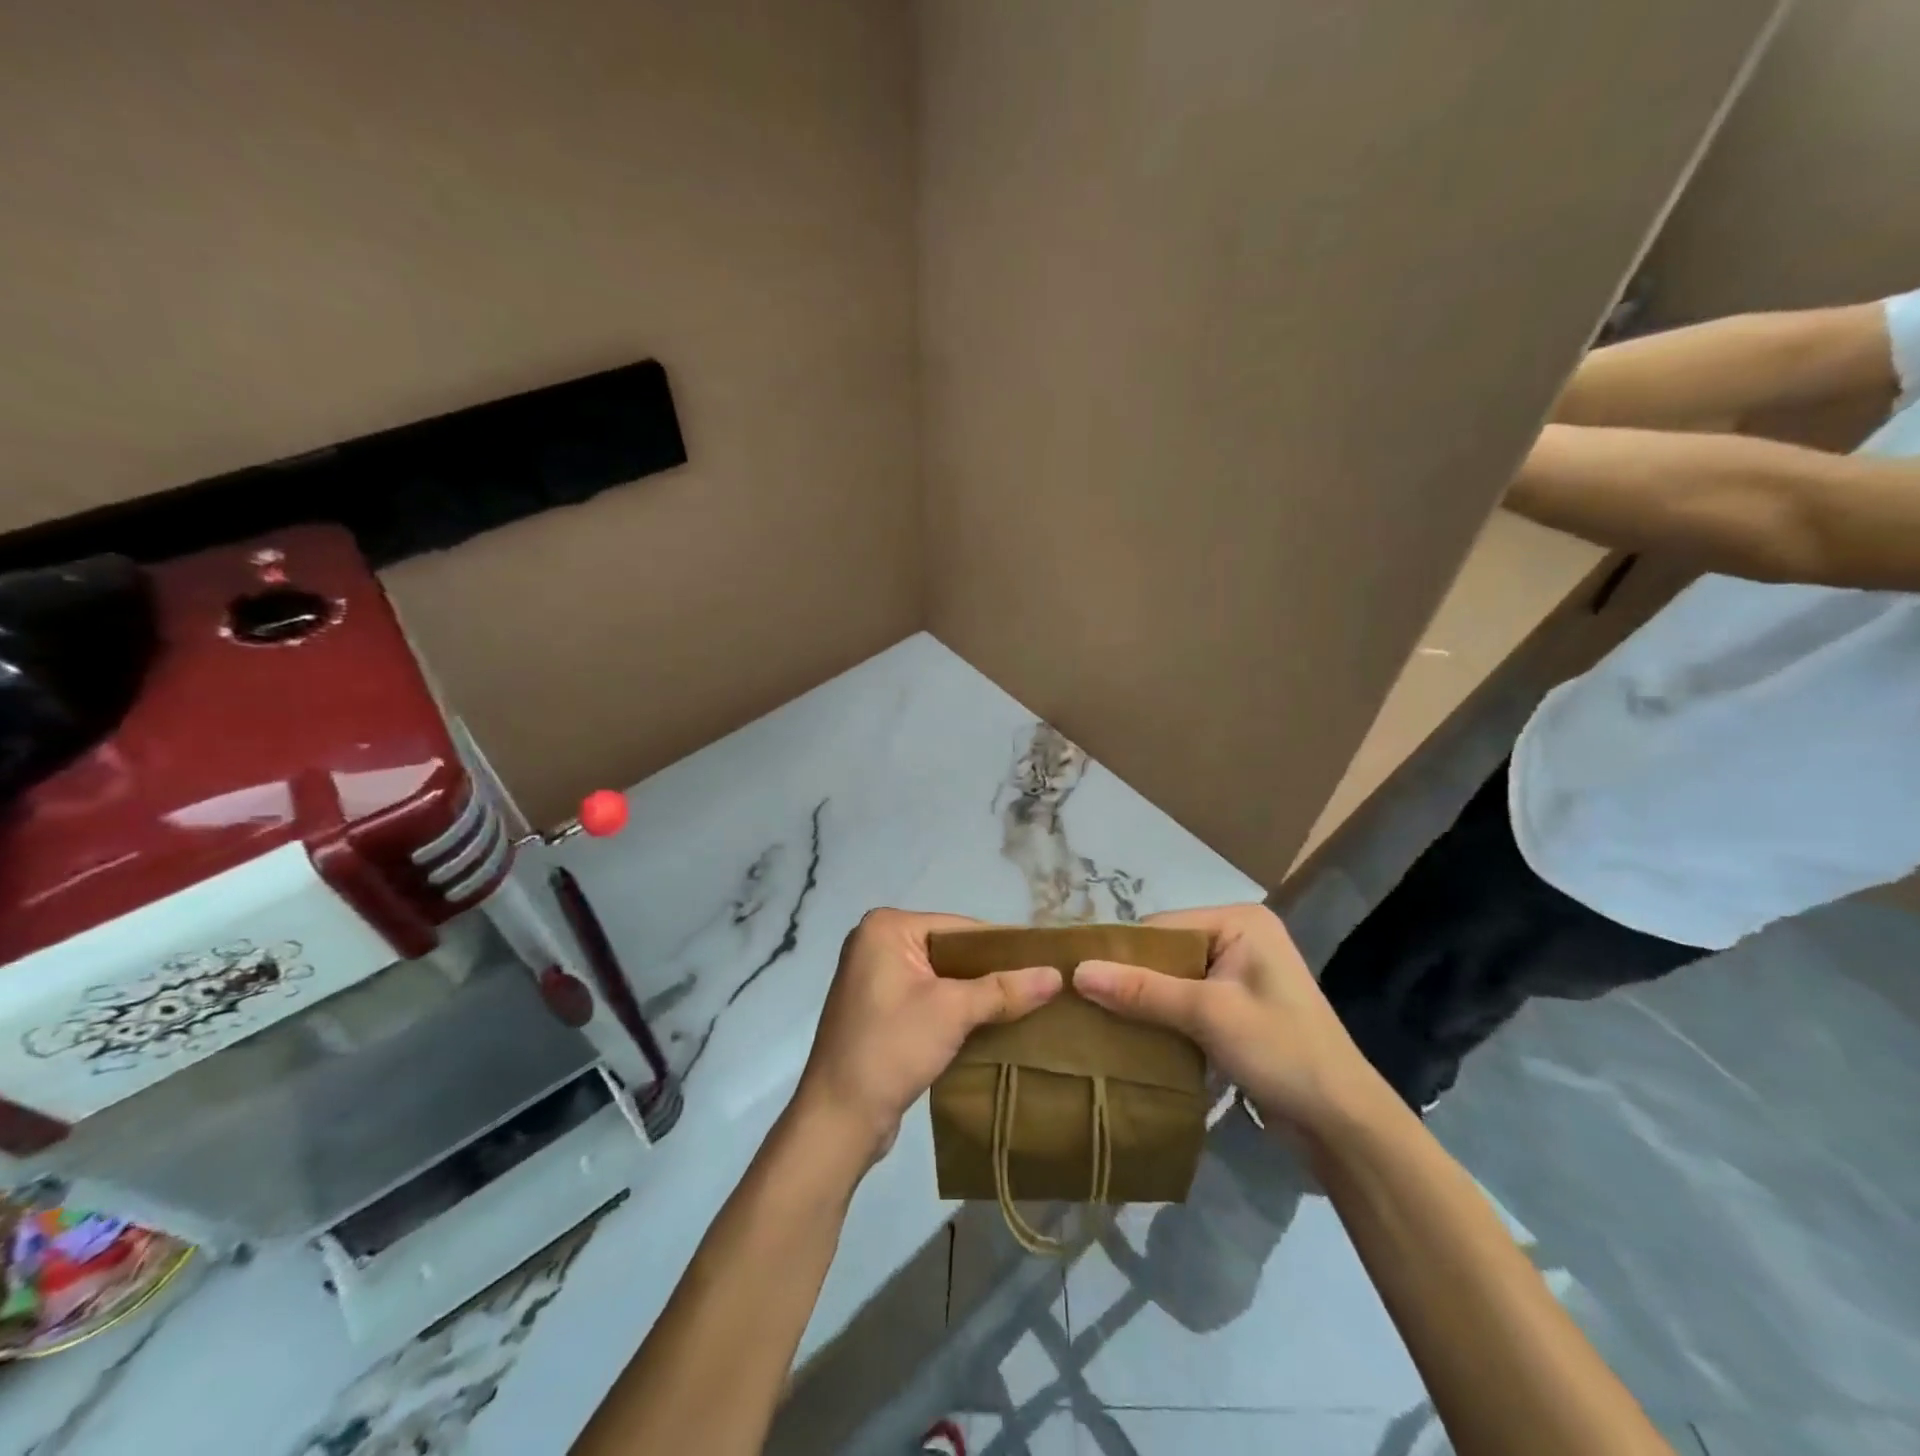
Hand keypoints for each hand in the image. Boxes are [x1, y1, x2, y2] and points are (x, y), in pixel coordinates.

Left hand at [793, 909, 1062, 1163]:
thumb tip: (1057, 975)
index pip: (960, 927)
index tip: (1044, 964)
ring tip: (1025, 1007)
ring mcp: (875, 978)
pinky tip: (991, 1026)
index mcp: (886, 928)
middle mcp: (876, 943)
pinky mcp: (879, 1010)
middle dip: (991, 972)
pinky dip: (957, 1010)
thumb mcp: (952, 1012)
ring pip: (942, 977)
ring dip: (976, 994)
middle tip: (1040, 988)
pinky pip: (928, 998)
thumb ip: (1004, 989)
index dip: (1004, 946)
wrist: (838, 1119)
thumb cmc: (890, 1048)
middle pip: (951, 950)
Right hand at [1073, 903, 1384, 1142]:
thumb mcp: (1208, 1015)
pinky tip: (1133, 1035)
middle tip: (1083, 1002)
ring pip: (1173, 979)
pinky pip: (1186, 1000)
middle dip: (1131, 979)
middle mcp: (1239, 937)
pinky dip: (1163, 1017)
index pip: (1162, 927)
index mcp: (1240, 921)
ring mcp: (1239, 973)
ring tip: (1098, 1019)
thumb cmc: (1282, 1052)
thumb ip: (1143, 990)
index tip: (1077, 978)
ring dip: (1144, 1001)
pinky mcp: (1237, 1007)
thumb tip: (1077, 973)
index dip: (1121, 952)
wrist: (1343, 1123)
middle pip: (1166, 952)